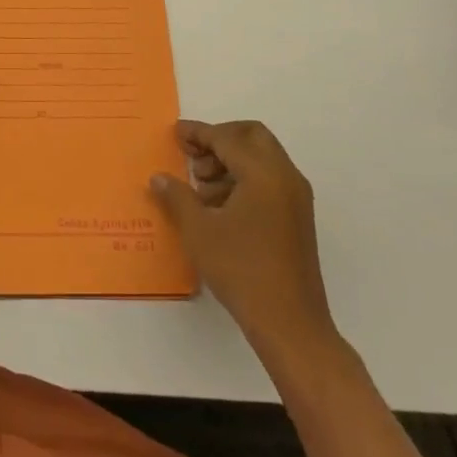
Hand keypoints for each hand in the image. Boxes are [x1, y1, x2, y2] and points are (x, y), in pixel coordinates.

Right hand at [150, 119, 337, 370]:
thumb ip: (176, 196)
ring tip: (201, 189)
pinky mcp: (297, 218)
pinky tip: (220, 207)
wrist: (290, 324)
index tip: (175, 133)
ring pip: (262, 158)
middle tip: (193, 158)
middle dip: (220, 139)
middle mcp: (285, 177)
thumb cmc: (241, 270)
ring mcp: (296, 198)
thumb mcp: (198, 231)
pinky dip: (244, 179)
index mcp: (263, 173)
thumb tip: (159, 178)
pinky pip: (269, 180)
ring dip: (231, 161)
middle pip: (252, 136)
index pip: (226, 138)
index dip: (198, 133)